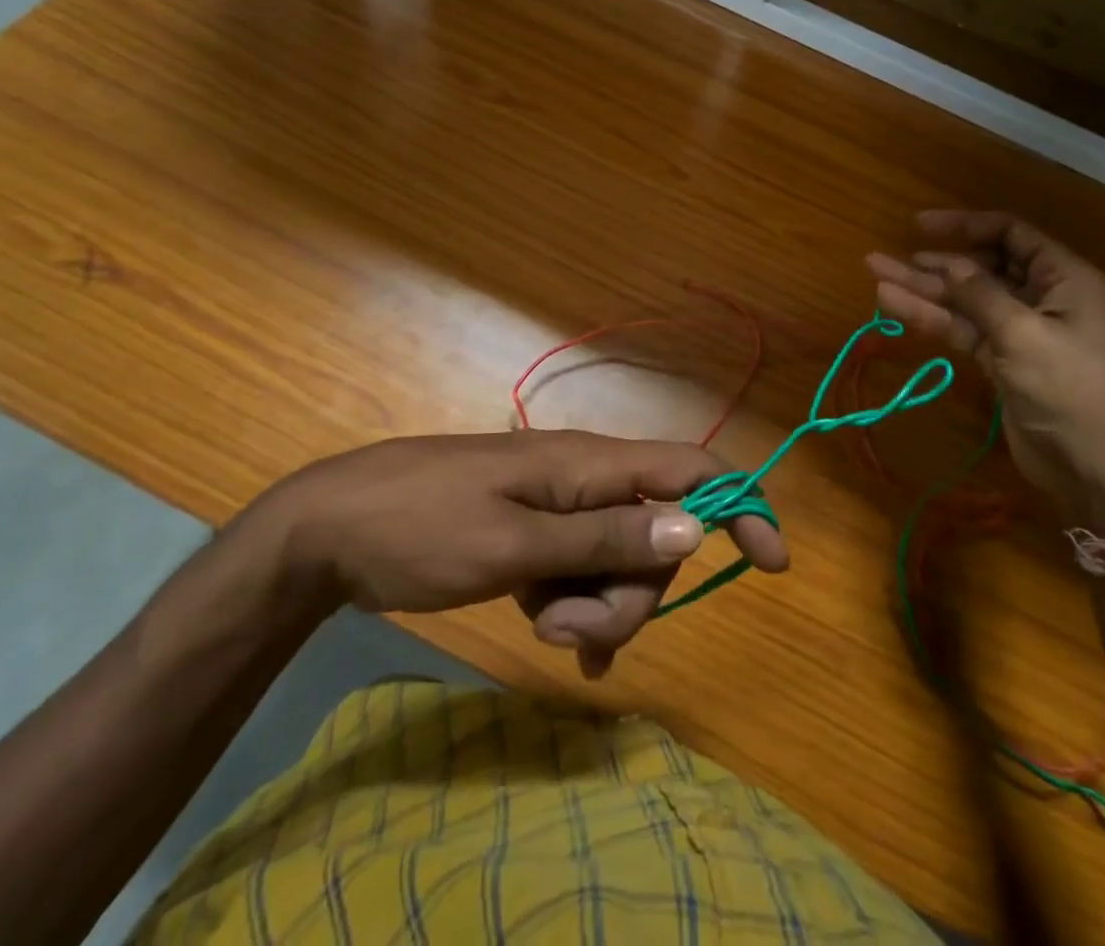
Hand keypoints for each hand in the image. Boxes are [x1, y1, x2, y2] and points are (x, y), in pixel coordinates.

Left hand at [259, 430, 787, 675]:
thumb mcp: (511, 543)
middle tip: (571, 631)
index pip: (690, 469)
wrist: (330, 530)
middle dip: (632, 593)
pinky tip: (554, 639)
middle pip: (655, 535)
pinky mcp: (534, 535)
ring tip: (539, 626)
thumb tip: (693, 526)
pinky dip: (577, 608)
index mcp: (588, 465)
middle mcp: (584, 480)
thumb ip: (602, 537)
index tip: (775, 561)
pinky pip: (582, 573)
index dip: (740, 504)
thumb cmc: (421, 528)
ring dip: (596, 608)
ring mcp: (558, 509)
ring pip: (619, 562)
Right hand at [867, 211, 1104, 532]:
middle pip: (981, 268)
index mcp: (1065, 280)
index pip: (1011, 235)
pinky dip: (931, 319)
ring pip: (965, 301)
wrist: (1096, 472)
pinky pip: (963, 330)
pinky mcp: (1002, 362)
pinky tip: (894, 305)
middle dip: (933, 261)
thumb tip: (945, 261)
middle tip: (884, 257)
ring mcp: (1020, 331)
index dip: (964, 226)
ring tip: (875, 275)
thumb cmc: (1071, 391)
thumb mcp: (1024, 334)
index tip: (919, 226)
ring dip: (923, 290)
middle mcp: (1043, 298)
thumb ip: (980, 295)